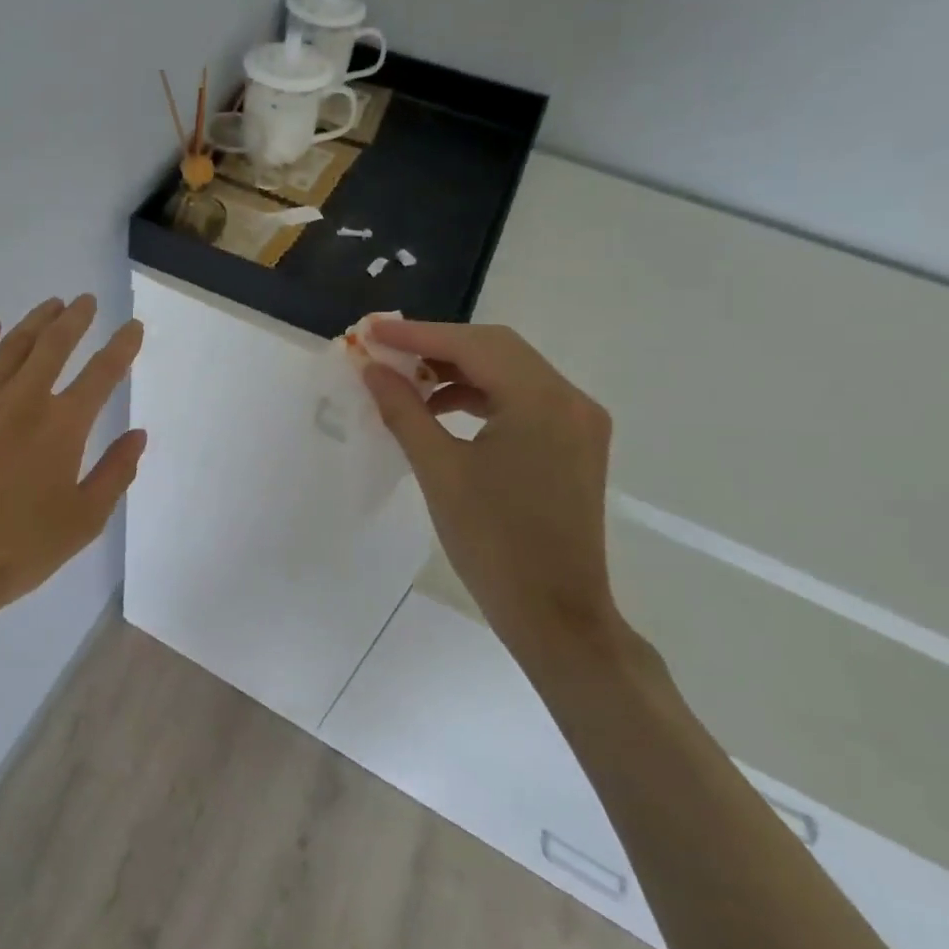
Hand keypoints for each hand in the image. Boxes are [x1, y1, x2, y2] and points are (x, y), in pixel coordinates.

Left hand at [0, 295, 145, 680]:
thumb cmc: (16, 552)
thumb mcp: (82, 522)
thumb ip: (115, 473)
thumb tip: (138, 434)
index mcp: (62, 426)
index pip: (103, 373)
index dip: (122, 346)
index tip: (133, 327)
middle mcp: (23, 400)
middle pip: (55, 344)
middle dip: (76, 319)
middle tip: (86, 302)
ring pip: (12, 346)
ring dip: (35, 321)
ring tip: (51, 306)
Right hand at [360, 320, 620, 667]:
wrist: (557, 617)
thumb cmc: (494, 545)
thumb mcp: (440, 472)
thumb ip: (404, 410)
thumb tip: (371, 368)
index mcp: (542, 402)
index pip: (473, 346)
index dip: (417, 334)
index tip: (370, 330)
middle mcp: (570, 399)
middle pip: (496, 348)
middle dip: (436, 345)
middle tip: (384, 349)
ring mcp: (578, 421)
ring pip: (509, 371)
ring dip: (457, 369)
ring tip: (406, 381)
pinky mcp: (573, 442)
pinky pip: (521, 398)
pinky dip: (479, 395)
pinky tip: (441, 409)